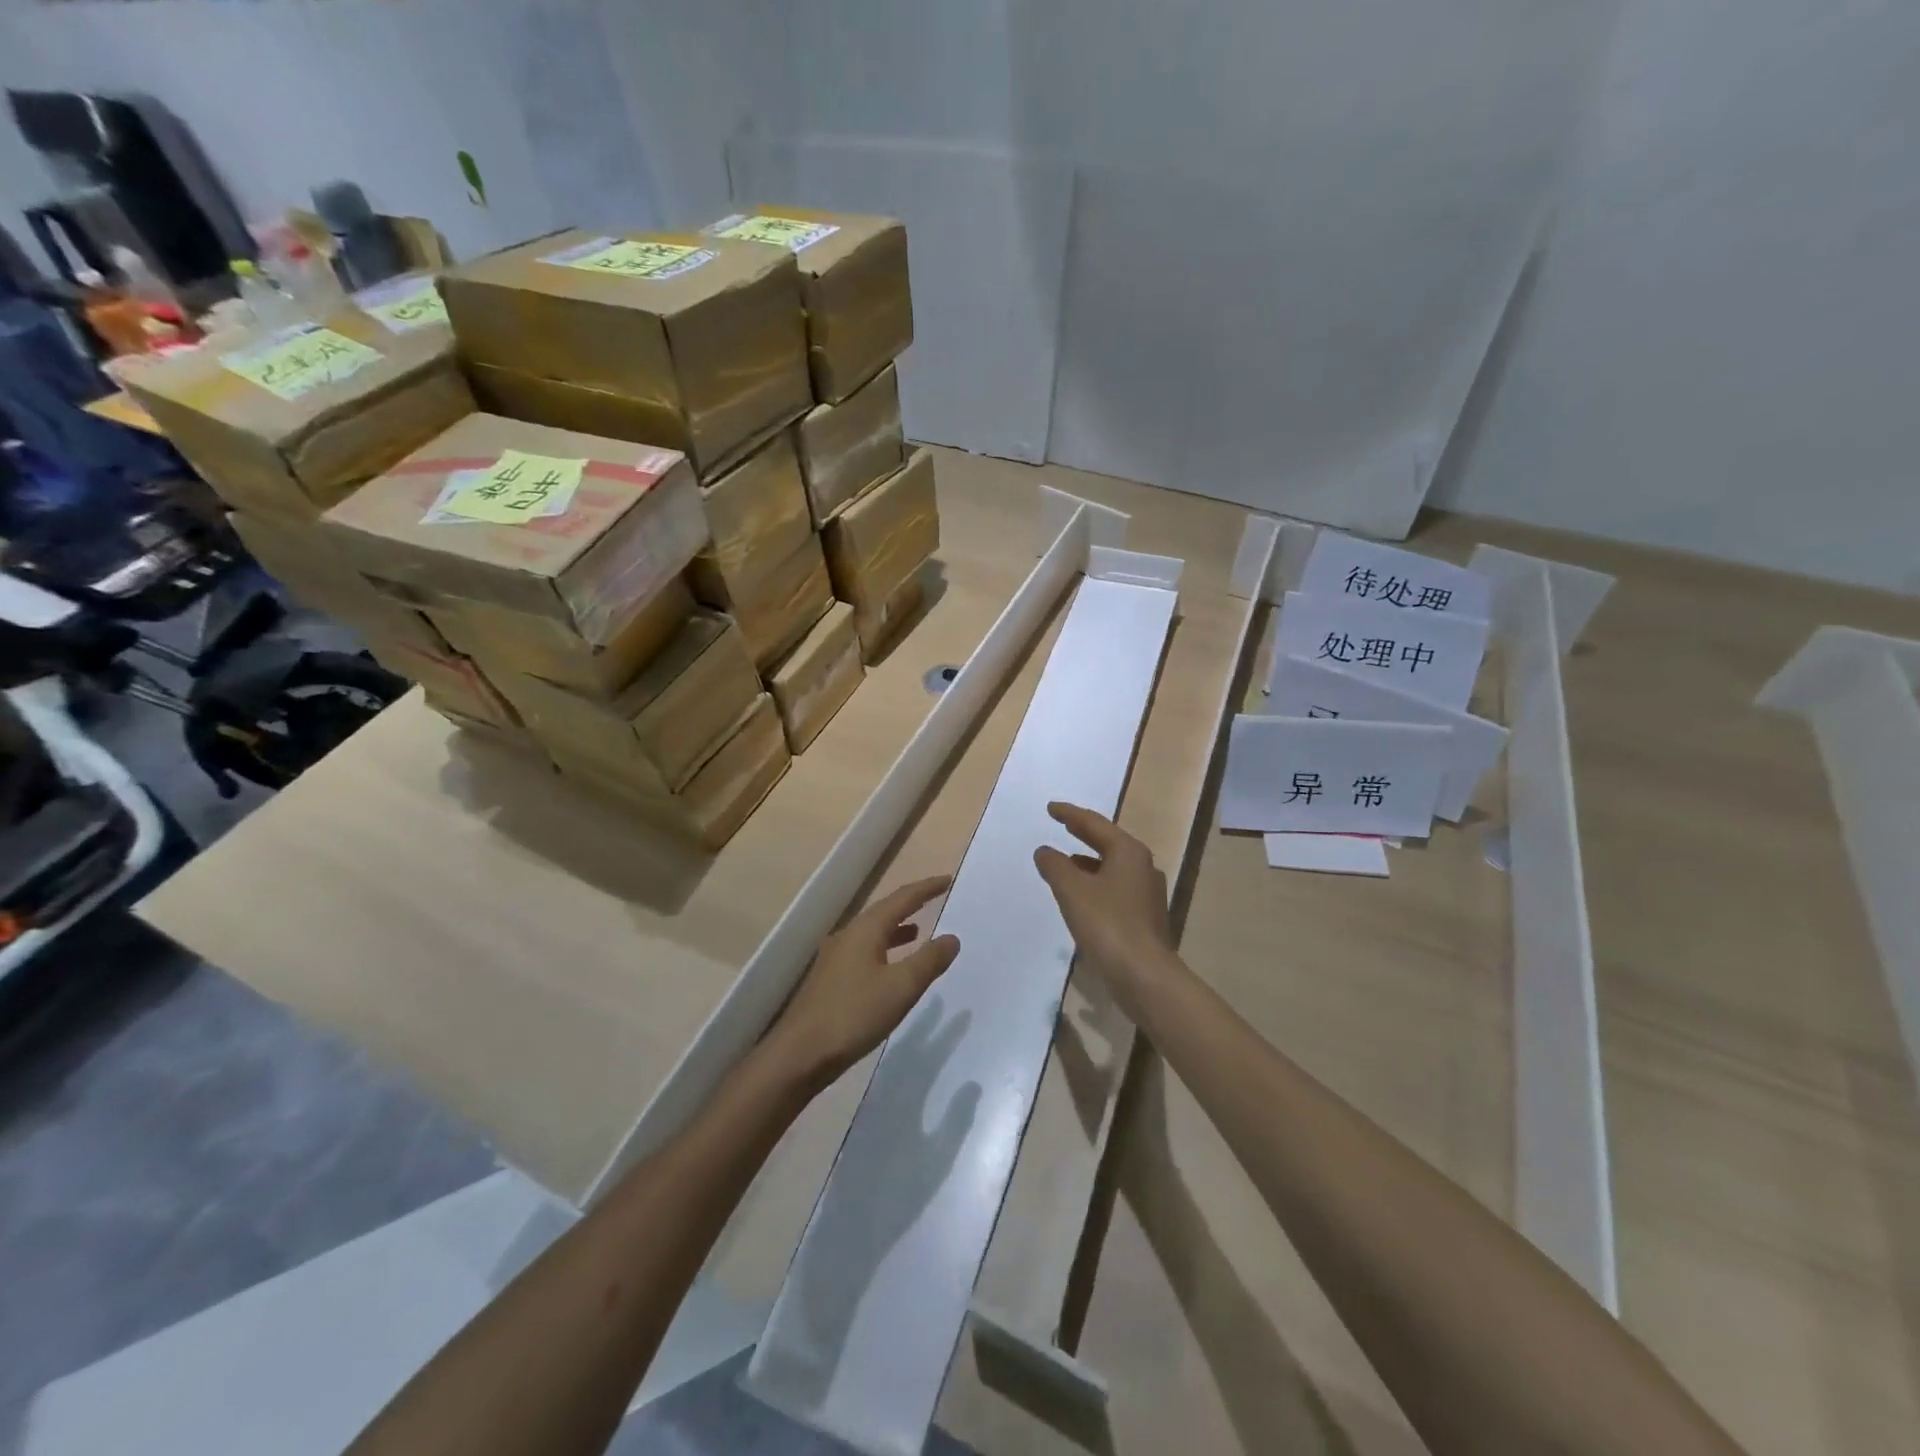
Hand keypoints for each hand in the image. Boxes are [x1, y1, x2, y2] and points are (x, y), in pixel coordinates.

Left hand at [765, 876, 960, 1085]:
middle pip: (884, 910)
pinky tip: (890, 966)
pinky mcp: (830, 979)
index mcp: (865, 930)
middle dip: (910, 903)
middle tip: (934, 897)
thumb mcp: (901, 987)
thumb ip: (929, 960)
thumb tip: (951, 937)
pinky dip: (884, 949)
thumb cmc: (854, 1014)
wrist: (800, 1054)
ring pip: (872, 932)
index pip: (902, 899)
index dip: (926, 888)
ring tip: (918, 930)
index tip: (948, 880)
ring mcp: (835, 957)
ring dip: (896, 927)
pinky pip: (864, 951)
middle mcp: (848, 935)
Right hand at [1034, 802, 1181, 1011]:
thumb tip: (1045, 851)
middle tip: (1062, 824)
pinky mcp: (1144, 917)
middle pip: (1108, 843)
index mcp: (1128, 852)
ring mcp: (1147, 894)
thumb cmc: (1107, 924)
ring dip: (1088, 861)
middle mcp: (1142, 867)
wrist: (1144, 975)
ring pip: (1112, 867)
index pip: (1094, 824)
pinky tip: (1081, 896)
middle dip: (1083, 834)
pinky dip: (1095, 884)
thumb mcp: (1072, 890)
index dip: (1070, 814)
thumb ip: (1055, 866)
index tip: (1051, 808)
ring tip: (1065, 862)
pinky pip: (1115, 888)